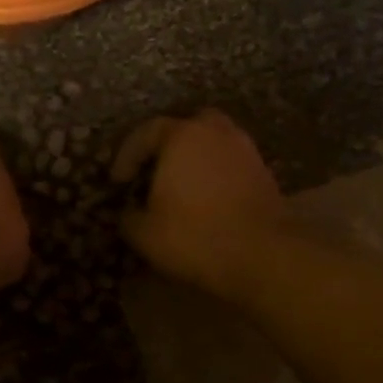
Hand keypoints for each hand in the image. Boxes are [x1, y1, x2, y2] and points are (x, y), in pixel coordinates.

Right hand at [113, 110, 286, 299]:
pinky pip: (231, 164)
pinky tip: (207, 200)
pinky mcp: (264, 174)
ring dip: (195, 159)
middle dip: (167, 145)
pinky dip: (216, 174)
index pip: (146, 133)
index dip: (127, 156)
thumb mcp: (144, 233)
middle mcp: (216, 132)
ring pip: (213, 143)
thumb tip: (128, 212)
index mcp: (182, 136)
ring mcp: (245, 151)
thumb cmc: (195, 236)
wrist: (264, 256)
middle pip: (187, 126)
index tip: (118, 181)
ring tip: (181, 186)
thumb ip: (128, 216)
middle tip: (154, 171)